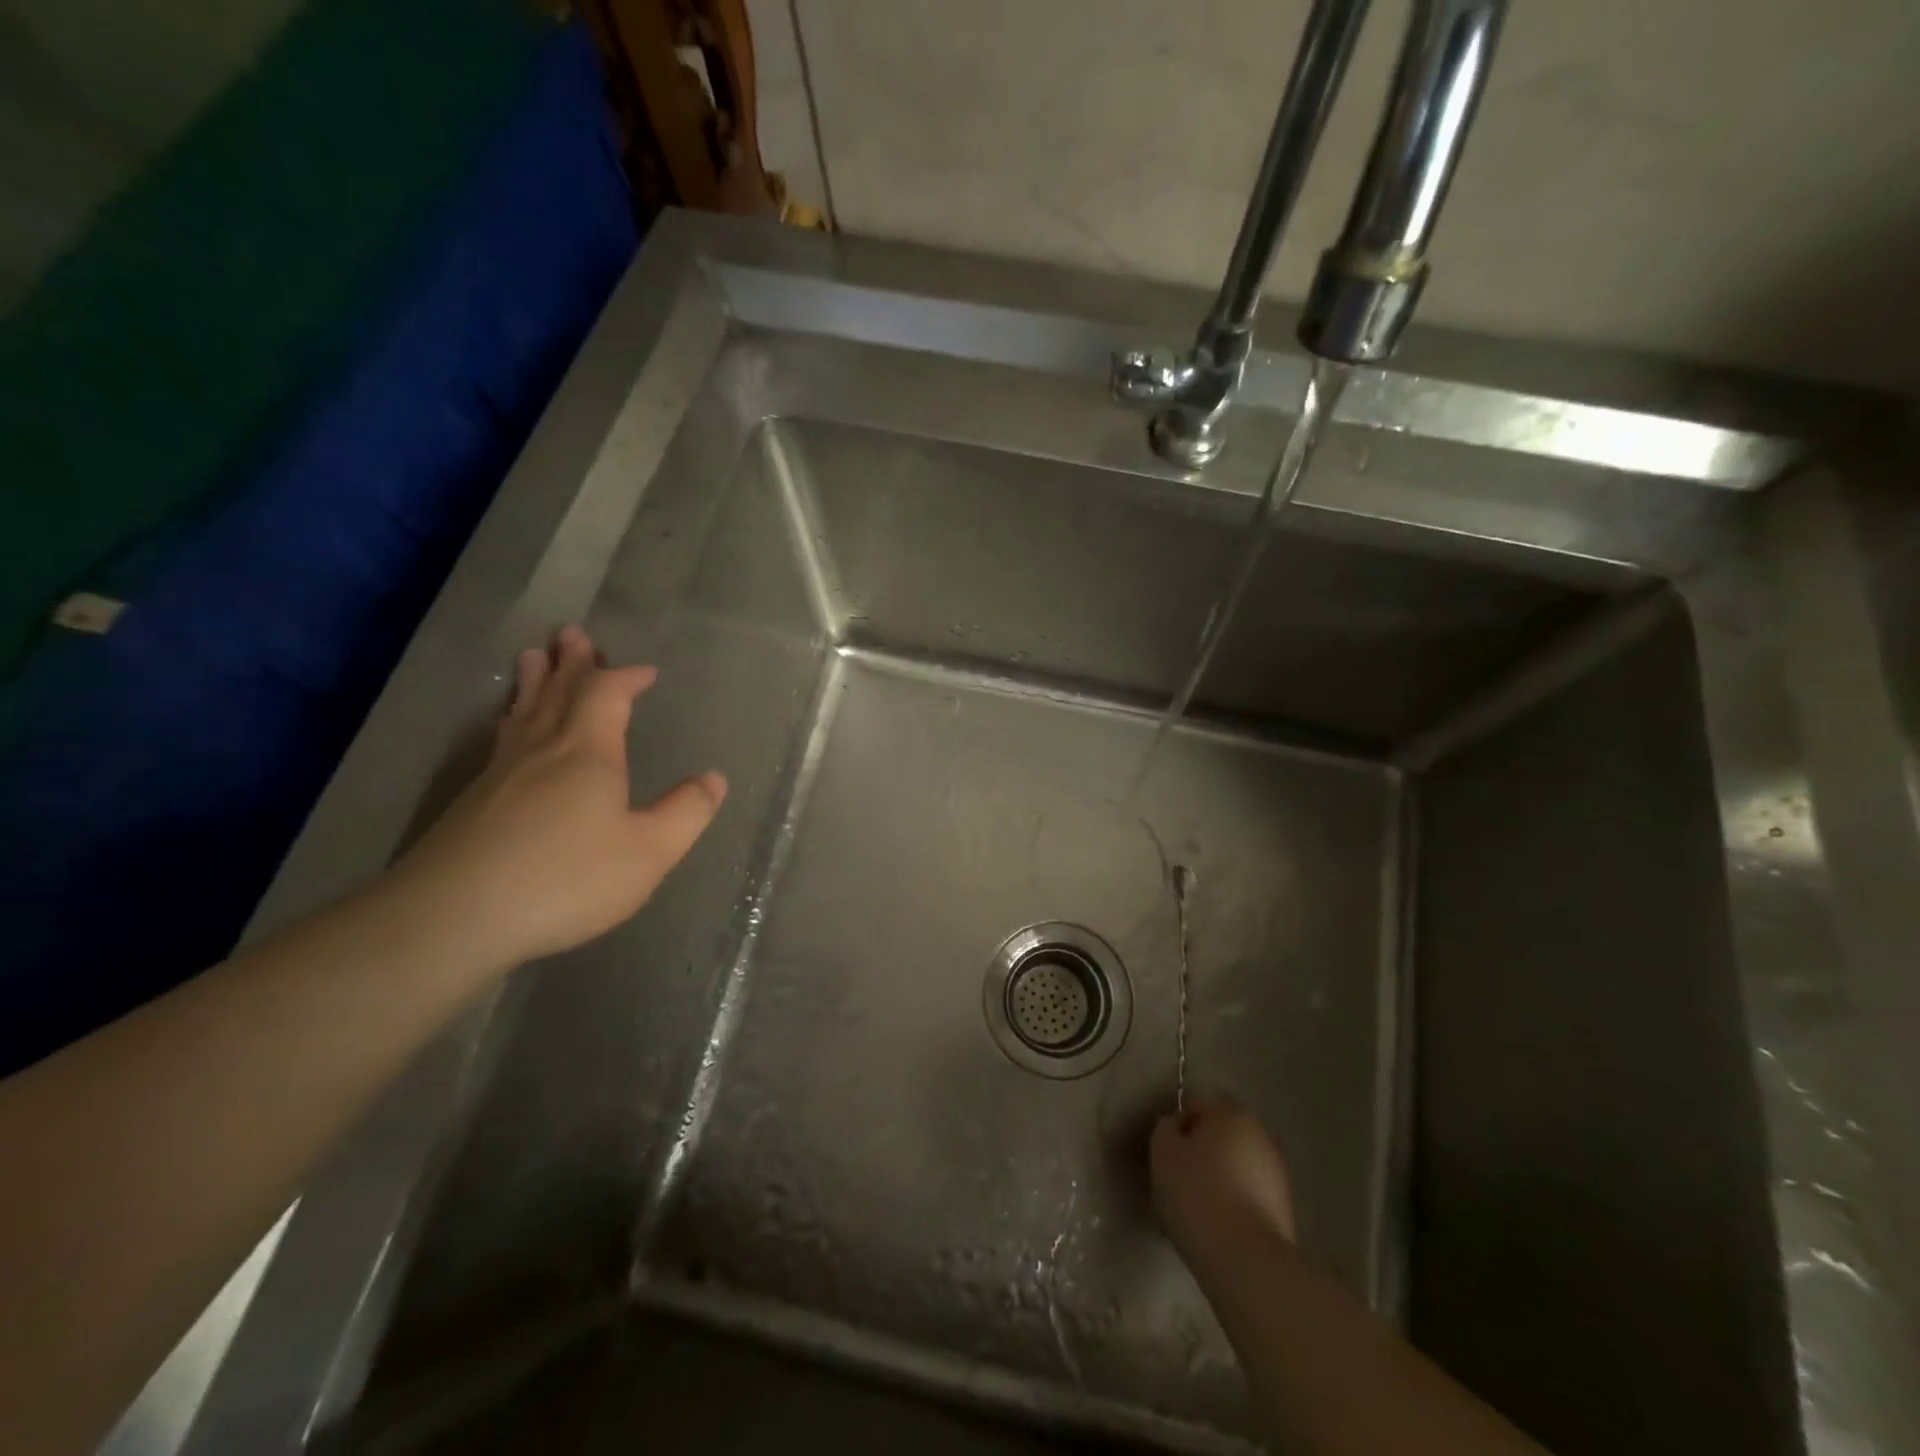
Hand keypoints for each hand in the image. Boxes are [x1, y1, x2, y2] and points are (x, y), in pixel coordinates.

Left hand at [388, 625, 725, 970]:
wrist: (453, 918)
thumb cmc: (566, 879)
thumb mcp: (648, 852)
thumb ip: (686, 812)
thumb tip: (714, 777)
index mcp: (588, 753)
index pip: (607, 695)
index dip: (627, 677)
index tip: (647, 672)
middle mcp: (542, 750)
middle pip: (558, 692)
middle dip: (572, 663)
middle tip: (572, 633)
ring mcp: (501, 774)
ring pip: (523, 712)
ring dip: (535, 682)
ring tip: (534, 657)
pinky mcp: (474, 801)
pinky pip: (502, 739)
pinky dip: (513, 718)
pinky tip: (509, 729)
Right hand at [1150, 1098, 1297, 1268]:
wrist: (1246, 1259)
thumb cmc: (1197, 1193)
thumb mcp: (1162, 1152)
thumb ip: (1167, 1128)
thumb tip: (1178, 1127)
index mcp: (1231, 1112)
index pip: (1197, 1106)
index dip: (1178, 1127)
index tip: (1168, 1155)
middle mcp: (1260, 1133)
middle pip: (1222, 1134)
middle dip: (1204, 1150)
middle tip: (1181, 1178)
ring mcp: (1278, 1172)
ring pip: (1238, 1164)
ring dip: (1222, 1176)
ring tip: (1200, 1208)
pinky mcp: (1286, 1208)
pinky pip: (1251, 1193)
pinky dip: (1236, 1202)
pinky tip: (1220, 1226)